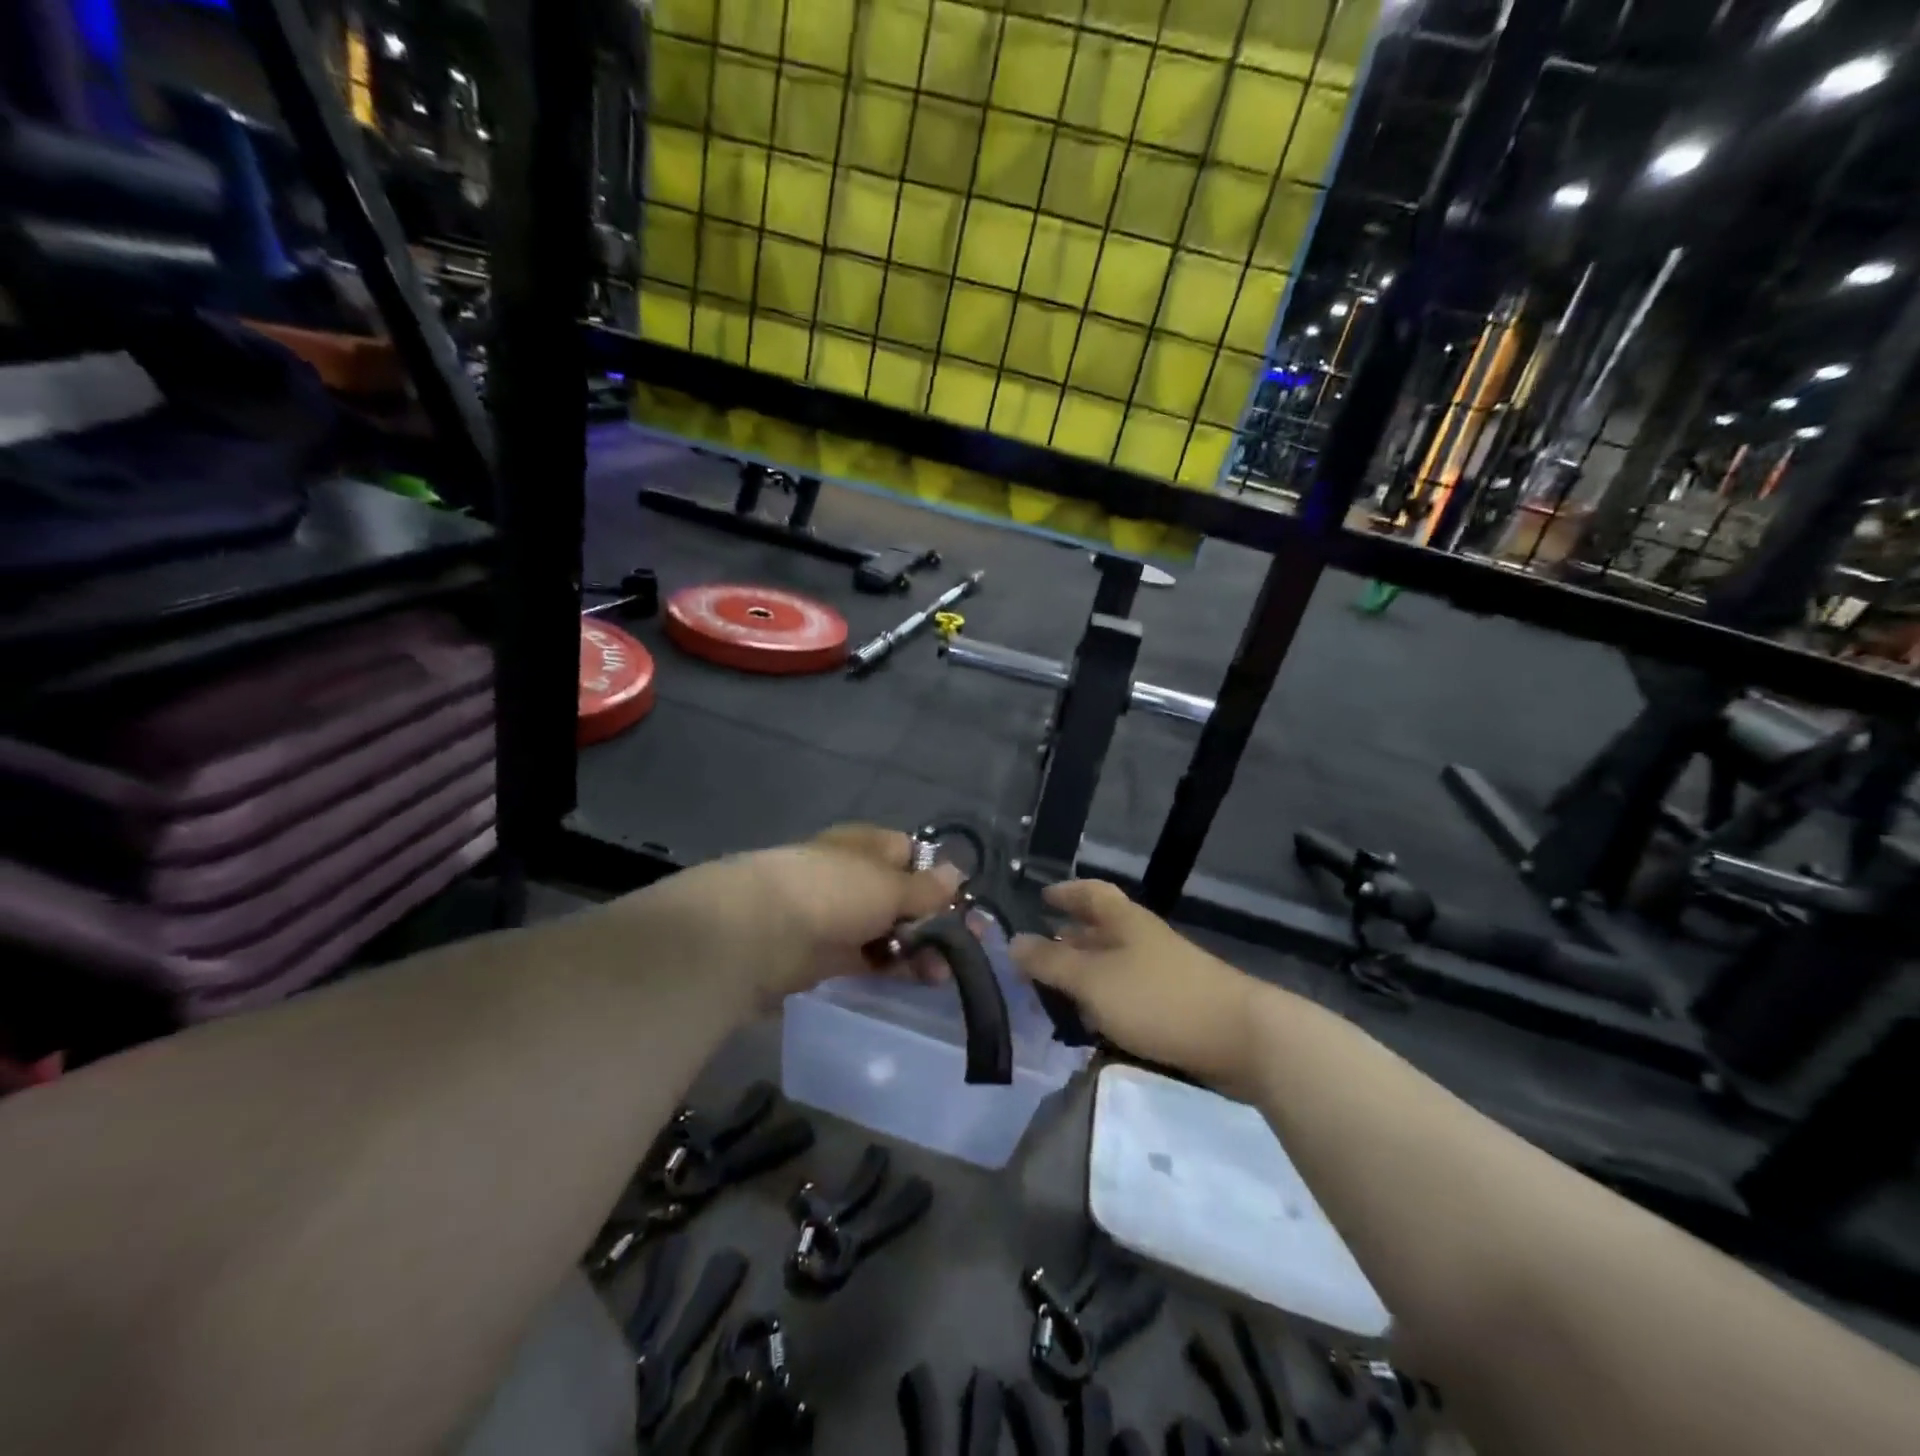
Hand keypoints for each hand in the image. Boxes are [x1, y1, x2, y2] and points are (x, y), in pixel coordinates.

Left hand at [638, 824, 963, 1007]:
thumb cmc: (833, 891)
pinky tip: (917, 981)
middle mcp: (854, 876)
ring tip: (941, 974)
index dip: (939, 878)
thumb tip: (956, 876)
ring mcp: (839, 916)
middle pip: (903, 897)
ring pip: (889, 930)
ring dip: (918, 949)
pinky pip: (870, 958)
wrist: (760, 933)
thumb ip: (926, 888)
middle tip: (962, 949)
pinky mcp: (827, 955)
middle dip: (934, 921)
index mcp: (867, 846)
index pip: (911, 854)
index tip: (964, 906)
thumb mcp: (890, 886)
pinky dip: (893, 967)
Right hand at [1011, 881, 1261, 1088]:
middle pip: (1101, 929)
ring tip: (1056, 992)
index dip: (1066, 892)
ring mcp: (1163, 971)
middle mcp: (1143, 939)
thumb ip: (1051, 963)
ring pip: (1114, 964)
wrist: (1241, 1038)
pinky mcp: (1175, 1004)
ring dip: (1085, 973)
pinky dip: (1106, 1000)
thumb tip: (1012, 942)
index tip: (1041, 898)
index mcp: (1125, 921)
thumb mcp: (1093, 980)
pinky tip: (1094, 1022)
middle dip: (1069, 938)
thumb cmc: (1158, 999)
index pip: (1091, 892)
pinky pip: (1129, 992)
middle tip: (1037, 954)